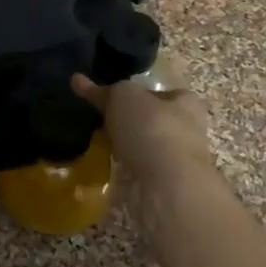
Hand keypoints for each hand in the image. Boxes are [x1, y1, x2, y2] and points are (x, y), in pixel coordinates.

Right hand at [72, 73, 213, 191]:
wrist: (167, 185)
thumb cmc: (151, 128)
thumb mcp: (123, 96)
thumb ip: (105, 90)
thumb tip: (79, 81)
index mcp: (185, 102)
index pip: (158, 91)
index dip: (134, 92)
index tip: (108, 97)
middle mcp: (186, 129)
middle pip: (150, 119)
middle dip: (126, 121)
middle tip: (97, 119)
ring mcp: (175, 160)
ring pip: (142, 147)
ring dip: (122, 146)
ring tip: (93, 143)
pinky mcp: (162, 184)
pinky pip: (136, 169)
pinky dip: (120, 168)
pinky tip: (101, 166)